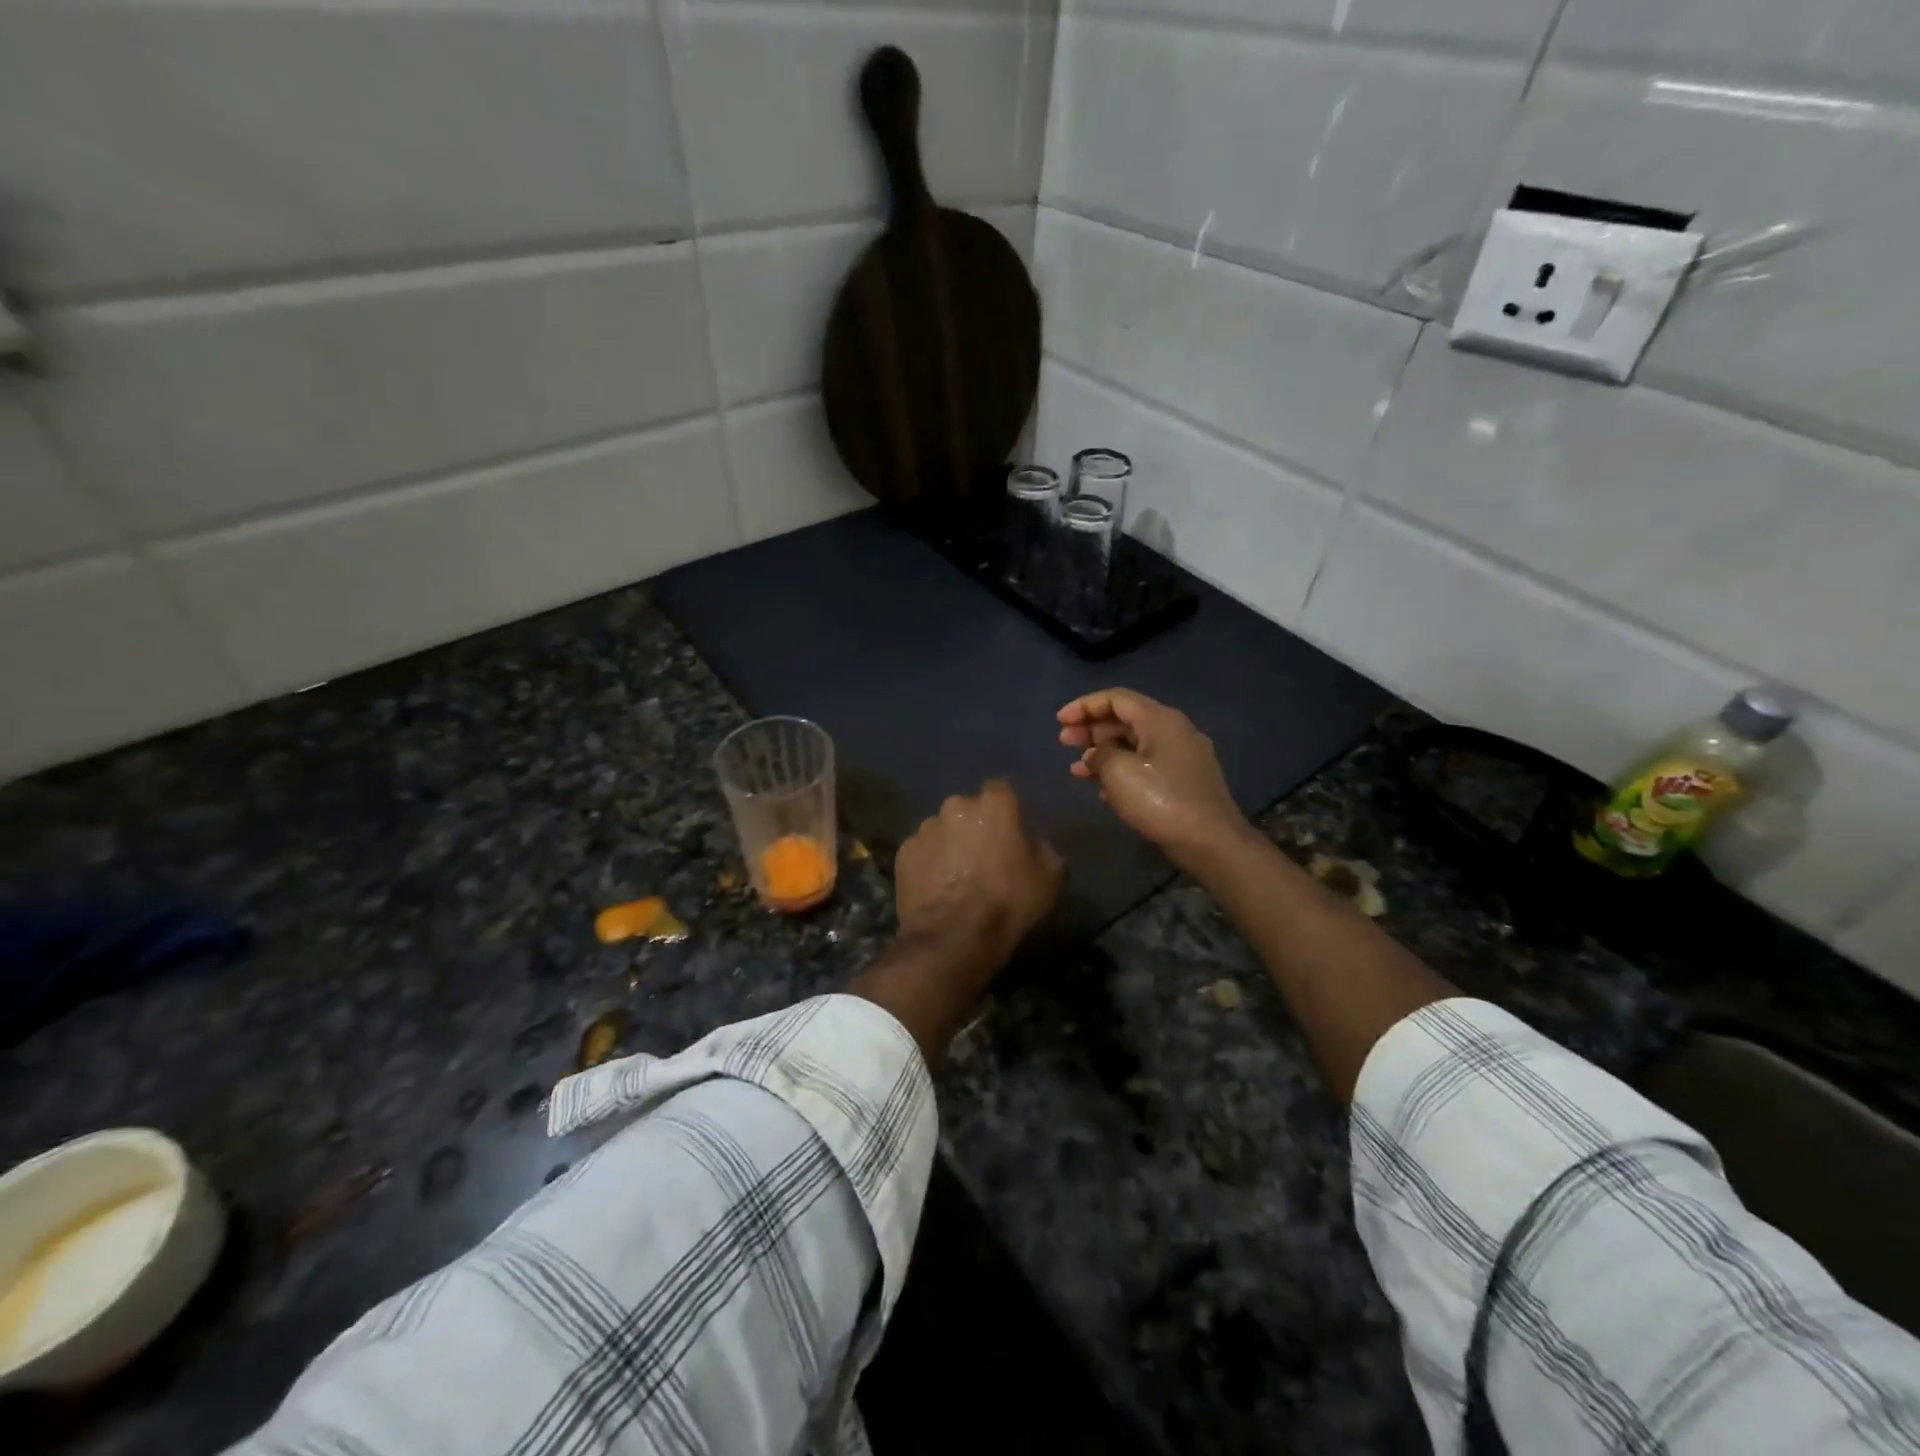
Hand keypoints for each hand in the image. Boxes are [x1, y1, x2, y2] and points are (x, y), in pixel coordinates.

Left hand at [894, 779, 1063, 959]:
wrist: (954, 937)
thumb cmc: (1008, 901)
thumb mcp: (1050, 876)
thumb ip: (1042, 846)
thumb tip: (1030, 840)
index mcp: (993, 805)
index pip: (1001, 790)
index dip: (1006, 810)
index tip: (1010, 831)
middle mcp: (955, 806)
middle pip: (968, 809)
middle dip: (975, 826)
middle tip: (983, 857)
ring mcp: (925, 828)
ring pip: (942, 829)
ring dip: (950, 844)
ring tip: (956, 876)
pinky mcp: (903, 852)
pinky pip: (922, 851)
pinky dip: (929, 863)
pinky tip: (937, 887)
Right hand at [1058, 688, 1249, 869]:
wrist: (1211, 842)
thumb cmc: (1161, 800)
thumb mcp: (1119, 772)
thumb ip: (1101, 754)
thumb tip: (1098, 754)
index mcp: (1160, 719)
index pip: (1116, 698)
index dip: (1084, 706)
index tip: (1059, 720)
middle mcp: (1174, 731)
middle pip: (1125, 719)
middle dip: (1091, 729)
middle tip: (1063, 742)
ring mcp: (1182, 756)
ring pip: (1134, 745)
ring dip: (1102, 753)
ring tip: (1076, 769)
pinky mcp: (1183, 781)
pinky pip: (1145, 765)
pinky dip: (1121, 770)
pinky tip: (1102, 788)